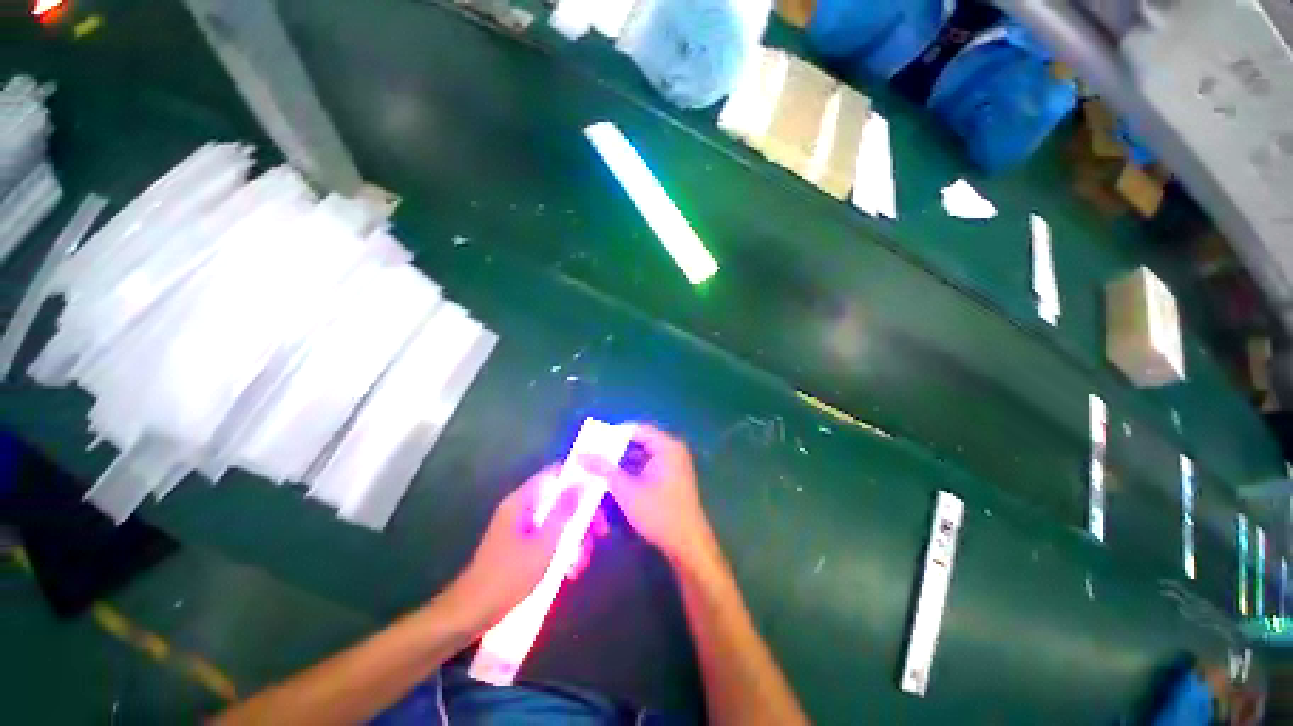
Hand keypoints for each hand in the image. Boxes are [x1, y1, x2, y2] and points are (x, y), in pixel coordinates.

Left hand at [446, 466, 607, 628]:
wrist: (471, 615)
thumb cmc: (507, 577)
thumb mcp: (543, 544)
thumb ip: (564, 512)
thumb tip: (582, 483)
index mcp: (522, 502)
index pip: (553, 474)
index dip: (577, 477)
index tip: (598, 492)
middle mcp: (521, 510)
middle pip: (559, 500)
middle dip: (581, 517)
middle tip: (600, 533)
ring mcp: (521, 529)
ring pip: (557, 522)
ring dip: (574, 539)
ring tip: (580, 563)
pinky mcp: (521, 547)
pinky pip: (548, 539)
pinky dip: (561, 550)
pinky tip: (569, 571)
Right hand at [586, 424, 713, 565]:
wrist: (686, 543)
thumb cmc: (659, 513)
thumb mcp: (626, 490)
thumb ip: (604, 470)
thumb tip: (581, 454)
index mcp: (667, 446)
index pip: (637, 429)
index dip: (614, 433)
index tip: (593, 441)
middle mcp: (672, 450)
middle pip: (639, 441)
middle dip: (616, 448)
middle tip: (593, 453)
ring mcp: (673, 464)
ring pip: (642, 455)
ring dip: (622, 460)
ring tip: (599, 464)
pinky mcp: (671, 477)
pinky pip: (648, 466)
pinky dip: (632, 470)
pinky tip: (614, 478)